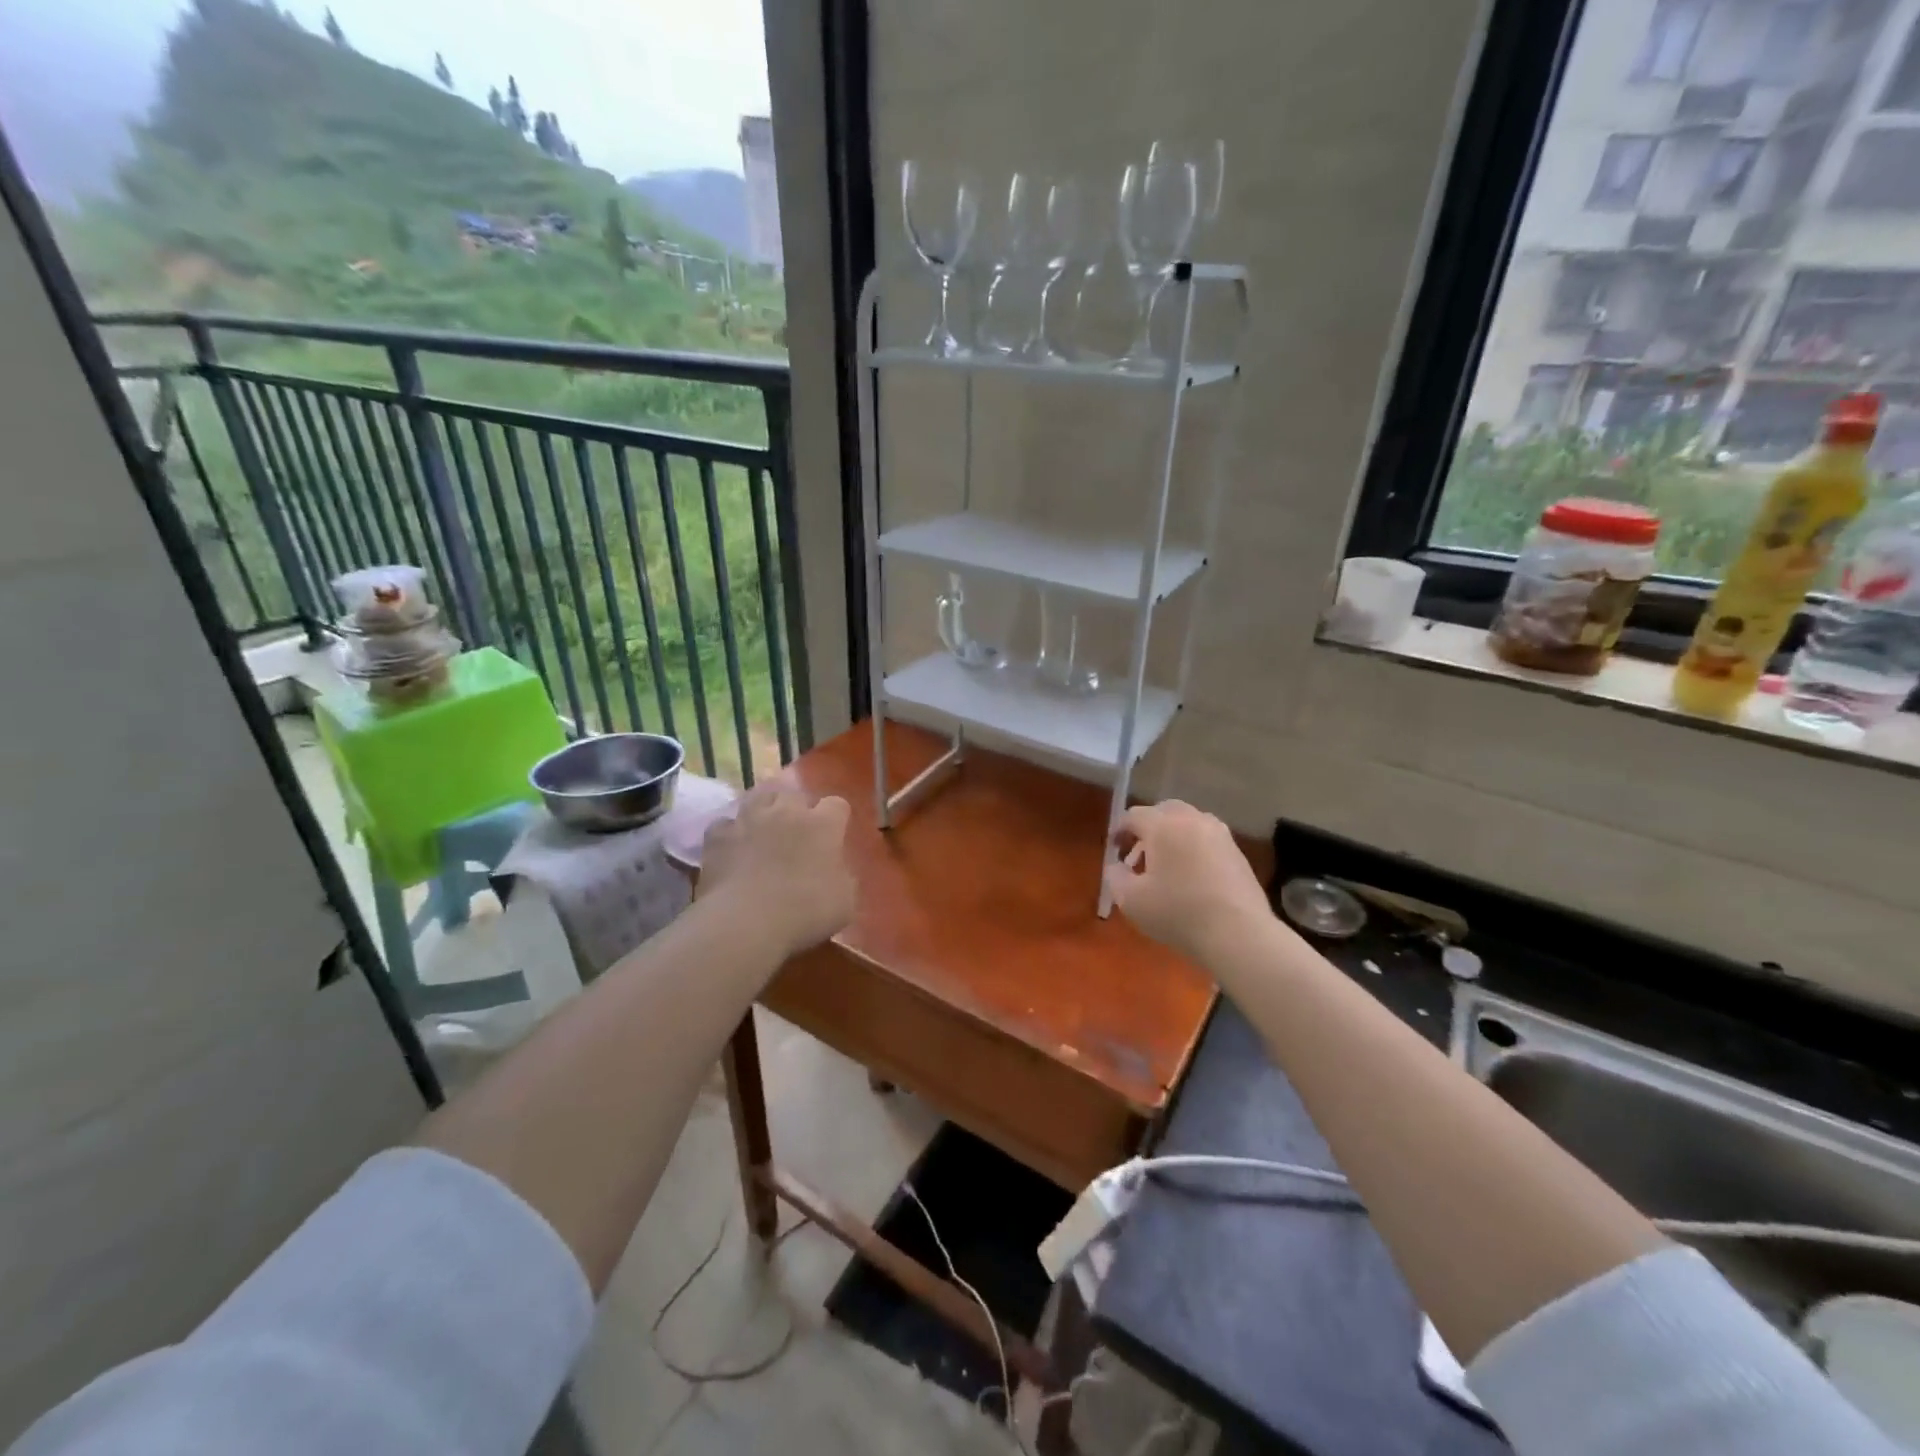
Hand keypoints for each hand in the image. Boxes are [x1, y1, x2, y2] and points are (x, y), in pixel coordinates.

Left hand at [697, 786, 854, 958]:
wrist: (747, 923)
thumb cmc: (806, 912)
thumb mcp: (845, 901)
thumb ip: (843, 877)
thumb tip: (836, 871)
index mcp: (822, 825)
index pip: (837, 805)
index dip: (836, 819)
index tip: (835, 836)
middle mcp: (786, 812)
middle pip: (794, 793)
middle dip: (798, 807)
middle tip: (798, 831)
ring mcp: (749, 820)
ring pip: (758, 796)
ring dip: (764, 808)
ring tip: (764, 826)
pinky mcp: (718, 836)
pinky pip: (725, 824)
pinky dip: (731, 832)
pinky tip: (733, 846)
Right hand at [1107, 800, 1271, 962]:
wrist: (1238, 934)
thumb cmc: (1178, 913)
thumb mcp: (1131, 900)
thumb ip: (1116, 877)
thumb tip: (1117, 866)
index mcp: (1163, 826)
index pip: (1134, 815)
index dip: (1119, 829)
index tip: (1114, 848)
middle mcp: (1192, 820)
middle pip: (1164, 811)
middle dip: (1148, 827)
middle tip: (1139, 852)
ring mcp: (1219, 834)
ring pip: (1189, 822)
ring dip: (1173, 836)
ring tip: (1166, 865)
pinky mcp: (1237, 852)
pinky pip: (1207, 839)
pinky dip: (1193, 848)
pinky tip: (1191, 875)